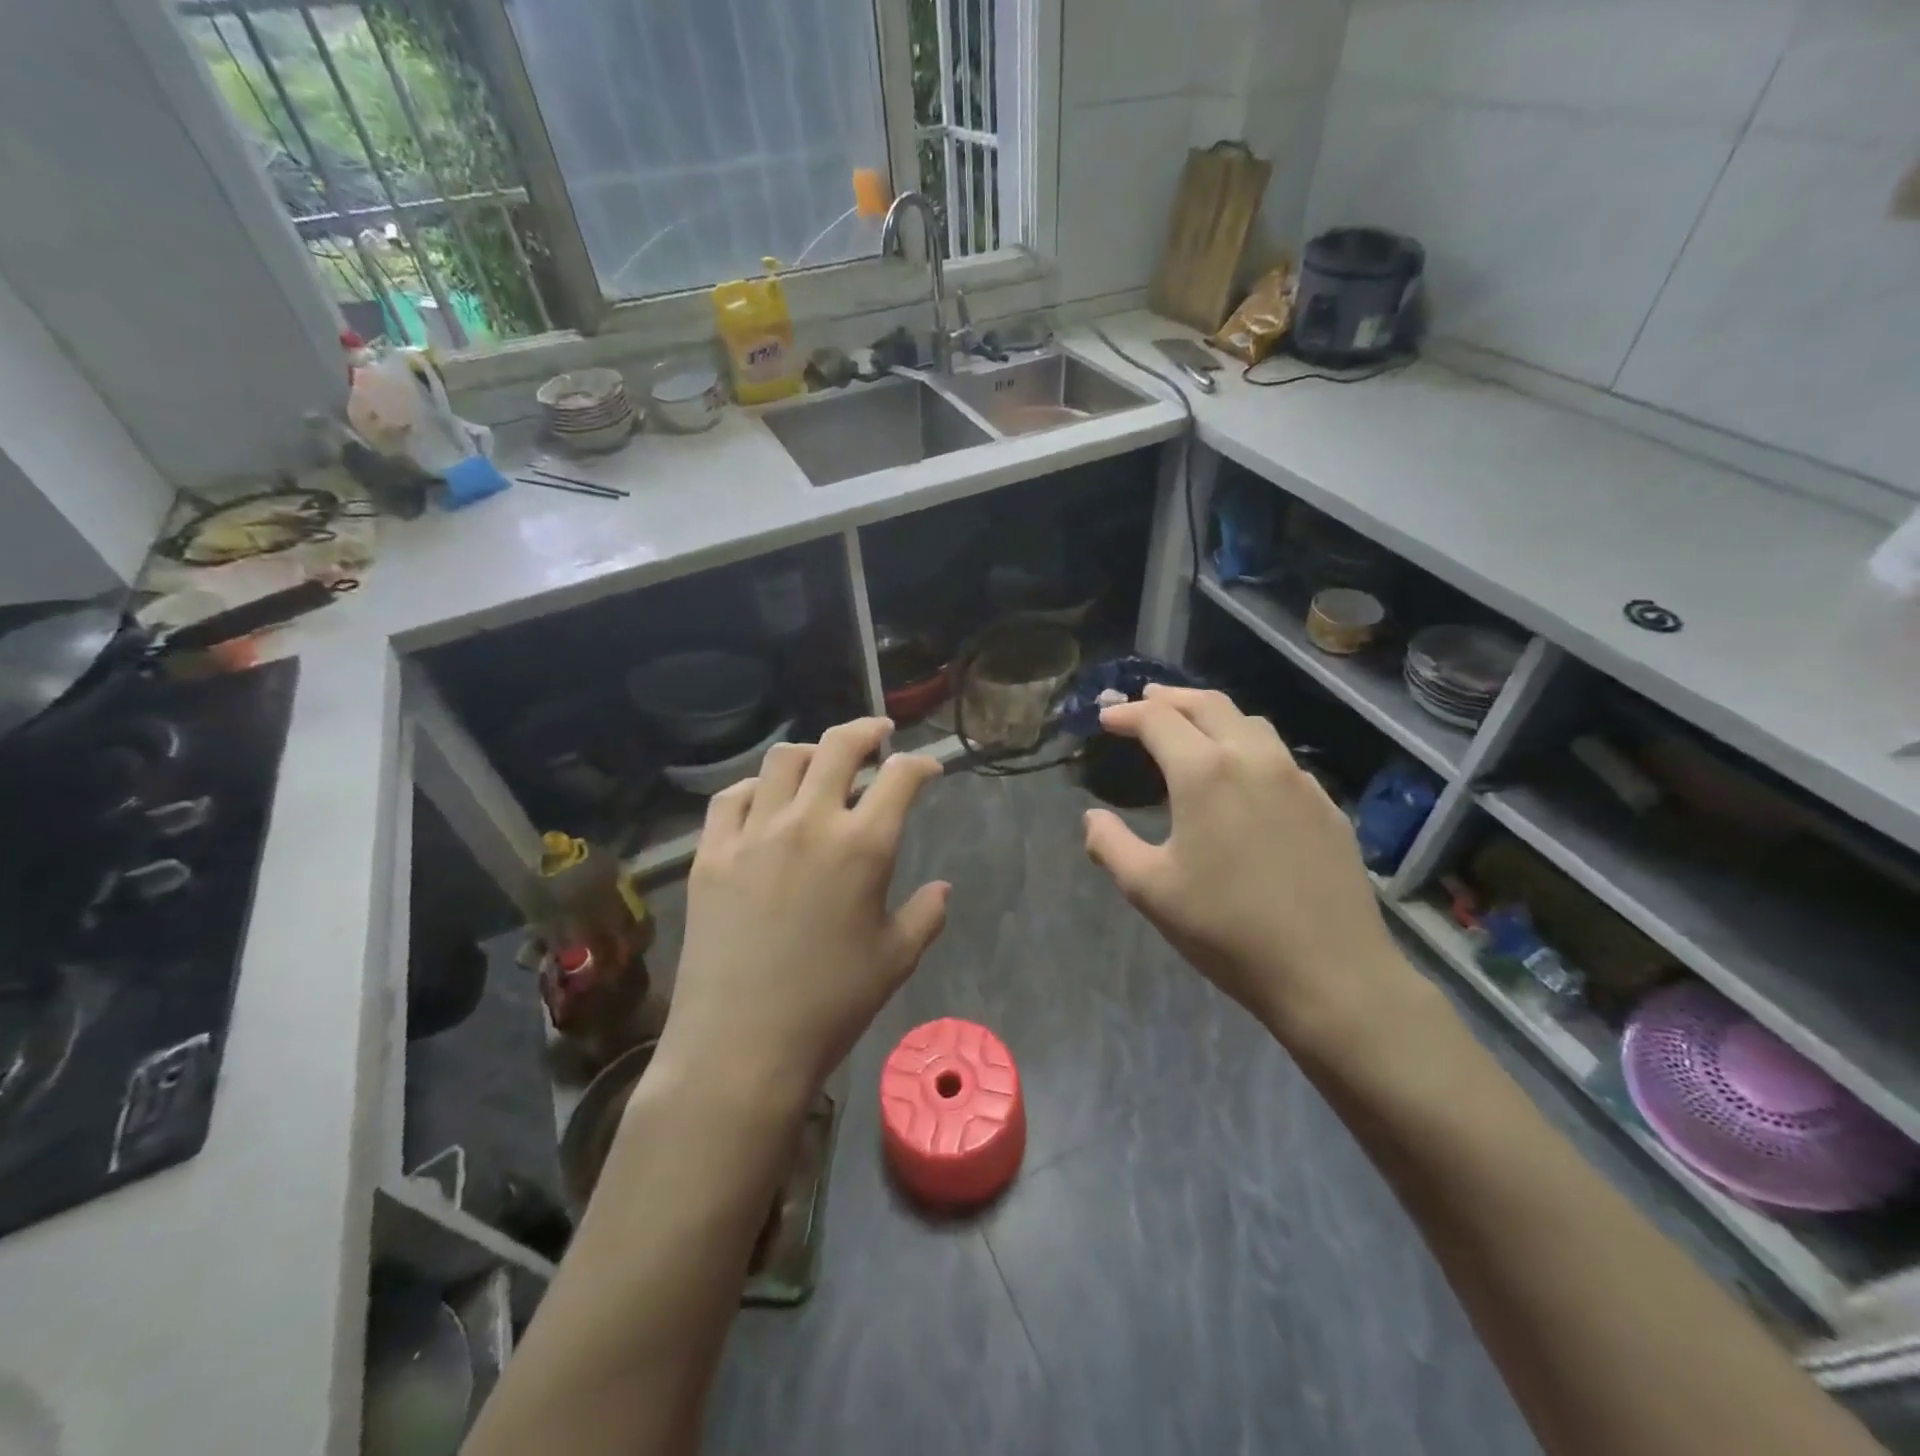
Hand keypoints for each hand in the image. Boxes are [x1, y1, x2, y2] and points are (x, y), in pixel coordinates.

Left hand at [653, 718, 949, 1112]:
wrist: (743, 1045)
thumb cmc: (831, 1004)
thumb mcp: (896, 959)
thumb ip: (926, 914)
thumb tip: (941, 888)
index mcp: (863, 846)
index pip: (899, 777)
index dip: (919, 764)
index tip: (927, 769)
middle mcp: (809, 823)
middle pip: (838, 746)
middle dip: (866, 730)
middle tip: (878, 733)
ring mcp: (754, 834)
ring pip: (782, 760)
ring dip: (810, 752)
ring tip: (821, 764)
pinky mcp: (711, 854)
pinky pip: (731, 798)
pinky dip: (755, 788)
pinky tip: (763, 801)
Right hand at [1082, 686, 1407, 1046]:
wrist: (1330, 972)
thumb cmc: (1227, 929)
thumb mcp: (1150, 890)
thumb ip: (1110, 845)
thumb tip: (1093, 818)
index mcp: (1204, 772)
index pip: (1158, 720)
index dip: (1126, 714)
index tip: (1106, 717)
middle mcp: (1253, 758)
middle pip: (1208, 704)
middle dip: (1170, 698)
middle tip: (1144, 701)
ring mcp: (1297, 778)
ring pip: (1250, 723)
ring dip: (1212, 714)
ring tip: (1191, 726)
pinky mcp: (1325, 803)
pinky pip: (1278, 755)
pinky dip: (1247, 744)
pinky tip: (1242, 774)